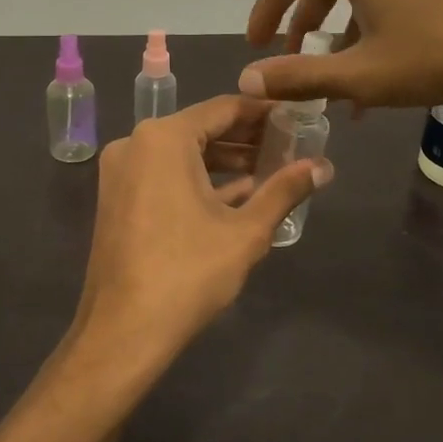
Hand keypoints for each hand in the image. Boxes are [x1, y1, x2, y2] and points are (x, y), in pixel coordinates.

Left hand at [69, 96, 329, 378]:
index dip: (263, 113)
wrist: (123, 332)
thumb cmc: (187, 273)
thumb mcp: (246, 231)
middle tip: (290, 145)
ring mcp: (121, 172)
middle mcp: (135, 144)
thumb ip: (284, 191)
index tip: (297, 117)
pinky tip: (237, 195)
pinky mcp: (118, 198)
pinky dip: (198, 180)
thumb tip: (324, 167)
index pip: (223, 108)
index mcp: (163, 138)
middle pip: (201, 129)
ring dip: (225, 161)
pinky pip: (164, 175)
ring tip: (271, 170)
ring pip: (182, 154)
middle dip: (246, 138)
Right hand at [239, 0, 442, 108]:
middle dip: (307, 24)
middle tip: (296, 60)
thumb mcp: (364, 74)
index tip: (255, 47)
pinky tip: (388, 55)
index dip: (264, 14)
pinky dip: (379, 13)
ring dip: (346, 25)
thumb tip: (248, 81)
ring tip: (345, 73)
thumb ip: (300, 76)